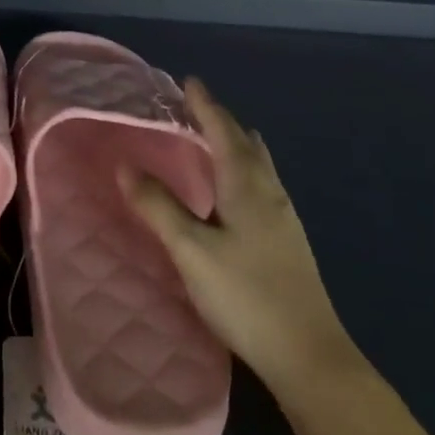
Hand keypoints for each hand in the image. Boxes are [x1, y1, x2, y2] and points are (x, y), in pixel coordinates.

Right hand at [121, 79, 360, 392]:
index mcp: (246, 185)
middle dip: (220, 120)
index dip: (205, 105)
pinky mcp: (289, 240)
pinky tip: (237, 191)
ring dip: (236, 143)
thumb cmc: (246, 295)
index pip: (223, 131)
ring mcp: (285, 216)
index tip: (189, 81)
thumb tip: (125, 165)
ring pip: (259, 164)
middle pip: (245, 142)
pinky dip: (245, 168)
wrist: (309, 354)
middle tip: (195, 108)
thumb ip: (158, 207)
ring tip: (216, 139)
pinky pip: (264, 184)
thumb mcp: (191, 251)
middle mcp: (270, 191)